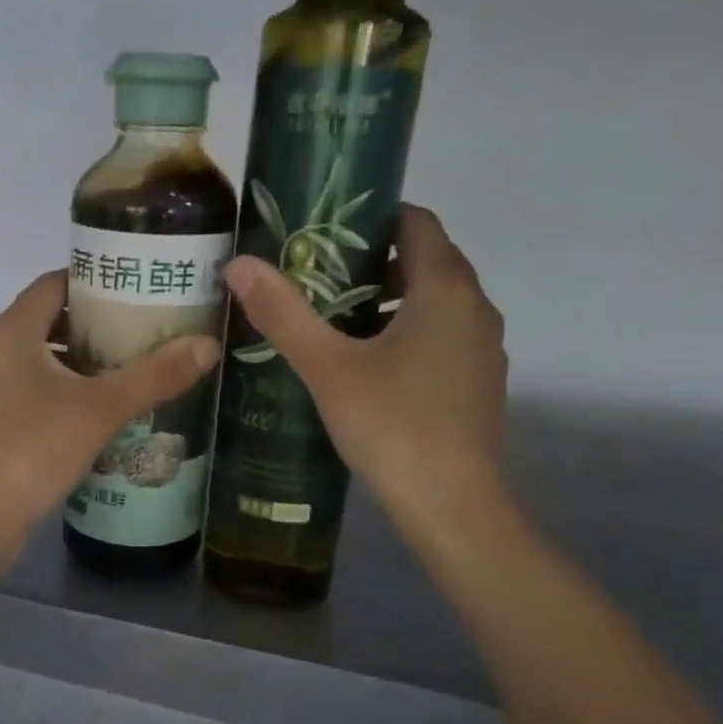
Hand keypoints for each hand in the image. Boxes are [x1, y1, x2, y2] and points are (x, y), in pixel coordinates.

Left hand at [0, 270, 220, 530]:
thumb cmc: (35, 449)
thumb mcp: (102, 409)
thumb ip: (155, 376)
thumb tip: (209, 345)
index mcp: (10, 330)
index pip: (55, 283)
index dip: (96, 281)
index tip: (135, 292)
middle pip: (46, 319)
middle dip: (93, 324)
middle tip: (140, 332)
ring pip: (36, 357)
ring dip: (76, 360)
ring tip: (124, 370)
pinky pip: (26, 387)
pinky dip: (58, 388)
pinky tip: (92, 410)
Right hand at [223, 204, 508, 548]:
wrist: (450, 503)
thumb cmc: (390, 425)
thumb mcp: (327, 367)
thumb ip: (283, 314)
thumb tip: (238, 265)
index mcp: (445, 287)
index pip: (416, 222)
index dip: (371, 220)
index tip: (324, 237)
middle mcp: (476, 306)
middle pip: (426, 261)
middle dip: (373, 265)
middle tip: (317, 284)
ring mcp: (484, 347)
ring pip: (436, 304)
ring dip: (391, 303)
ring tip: (337, 327)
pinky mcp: (480, 383)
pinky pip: (443, 338)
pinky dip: (409, 336)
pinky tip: (370, 371)